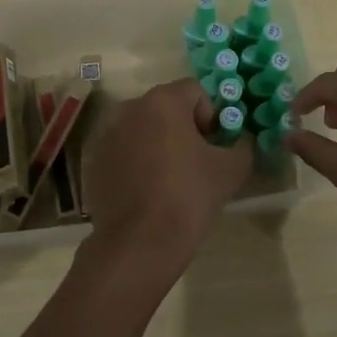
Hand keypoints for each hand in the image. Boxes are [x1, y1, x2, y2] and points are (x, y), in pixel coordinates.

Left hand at [81, 78, 252, 278]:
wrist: (139, 244)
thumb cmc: (188, 197)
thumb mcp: (231, 170)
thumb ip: (242, 145)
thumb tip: (241, 140)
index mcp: (162, 101)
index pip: (194, 91)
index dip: (211, 116)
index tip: (214, 147)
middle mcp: (130, 108)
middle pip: (166, 108)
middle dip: (183, 128)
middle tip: (196, 163)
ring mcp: (107, 135)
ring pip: (143, 129)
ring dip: (158, 144)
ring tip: (170, 180)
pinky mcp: (94, 162)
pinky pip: (123, 151)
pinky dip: (136, 163)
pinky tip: (146, 193)